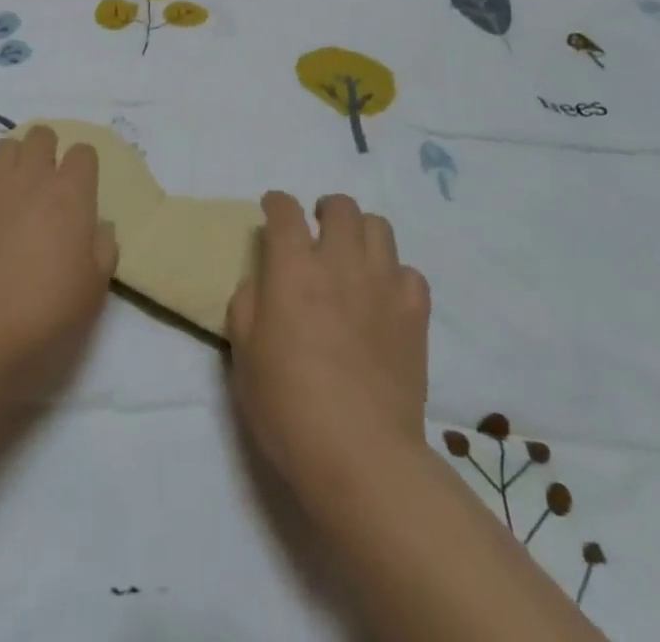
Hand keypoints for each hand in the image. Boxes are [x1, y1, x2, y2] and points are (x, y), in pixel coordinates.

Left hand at [0, 125, 118, 391]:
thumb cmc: (47, 308)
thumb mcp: (95, 287)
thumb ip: (104, 248)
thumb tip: (99, 227)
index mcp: (71, 192)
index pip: (84, 151)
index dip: (84, 166)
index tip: (82, 187)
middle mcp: (32, 176)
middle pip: (42, 135)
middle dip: (47, 151)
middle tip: (46, 182)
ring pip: (5, 145)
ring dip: (13, 160)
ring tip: (13, 188)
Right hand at [227, 193, 430, 494]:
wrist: (360, 455)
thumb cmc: (288, 405)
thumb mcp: (244, 353)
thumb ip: (248, 304)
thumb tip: (262, 281)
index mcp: (294, 266)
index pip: (284, 210)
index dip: (276, 203)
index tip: (272, 211)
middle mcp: (340, 261)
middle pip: (340, 206)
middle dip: (324, 210)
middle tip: (317, 232)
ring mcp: (383, 284)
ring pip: (379, 227)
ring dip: (360, 233)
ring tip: (351, 257)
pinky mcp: (415, 313)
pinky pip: (409, 272)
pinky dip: (394, 275)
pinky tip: (383, 296)